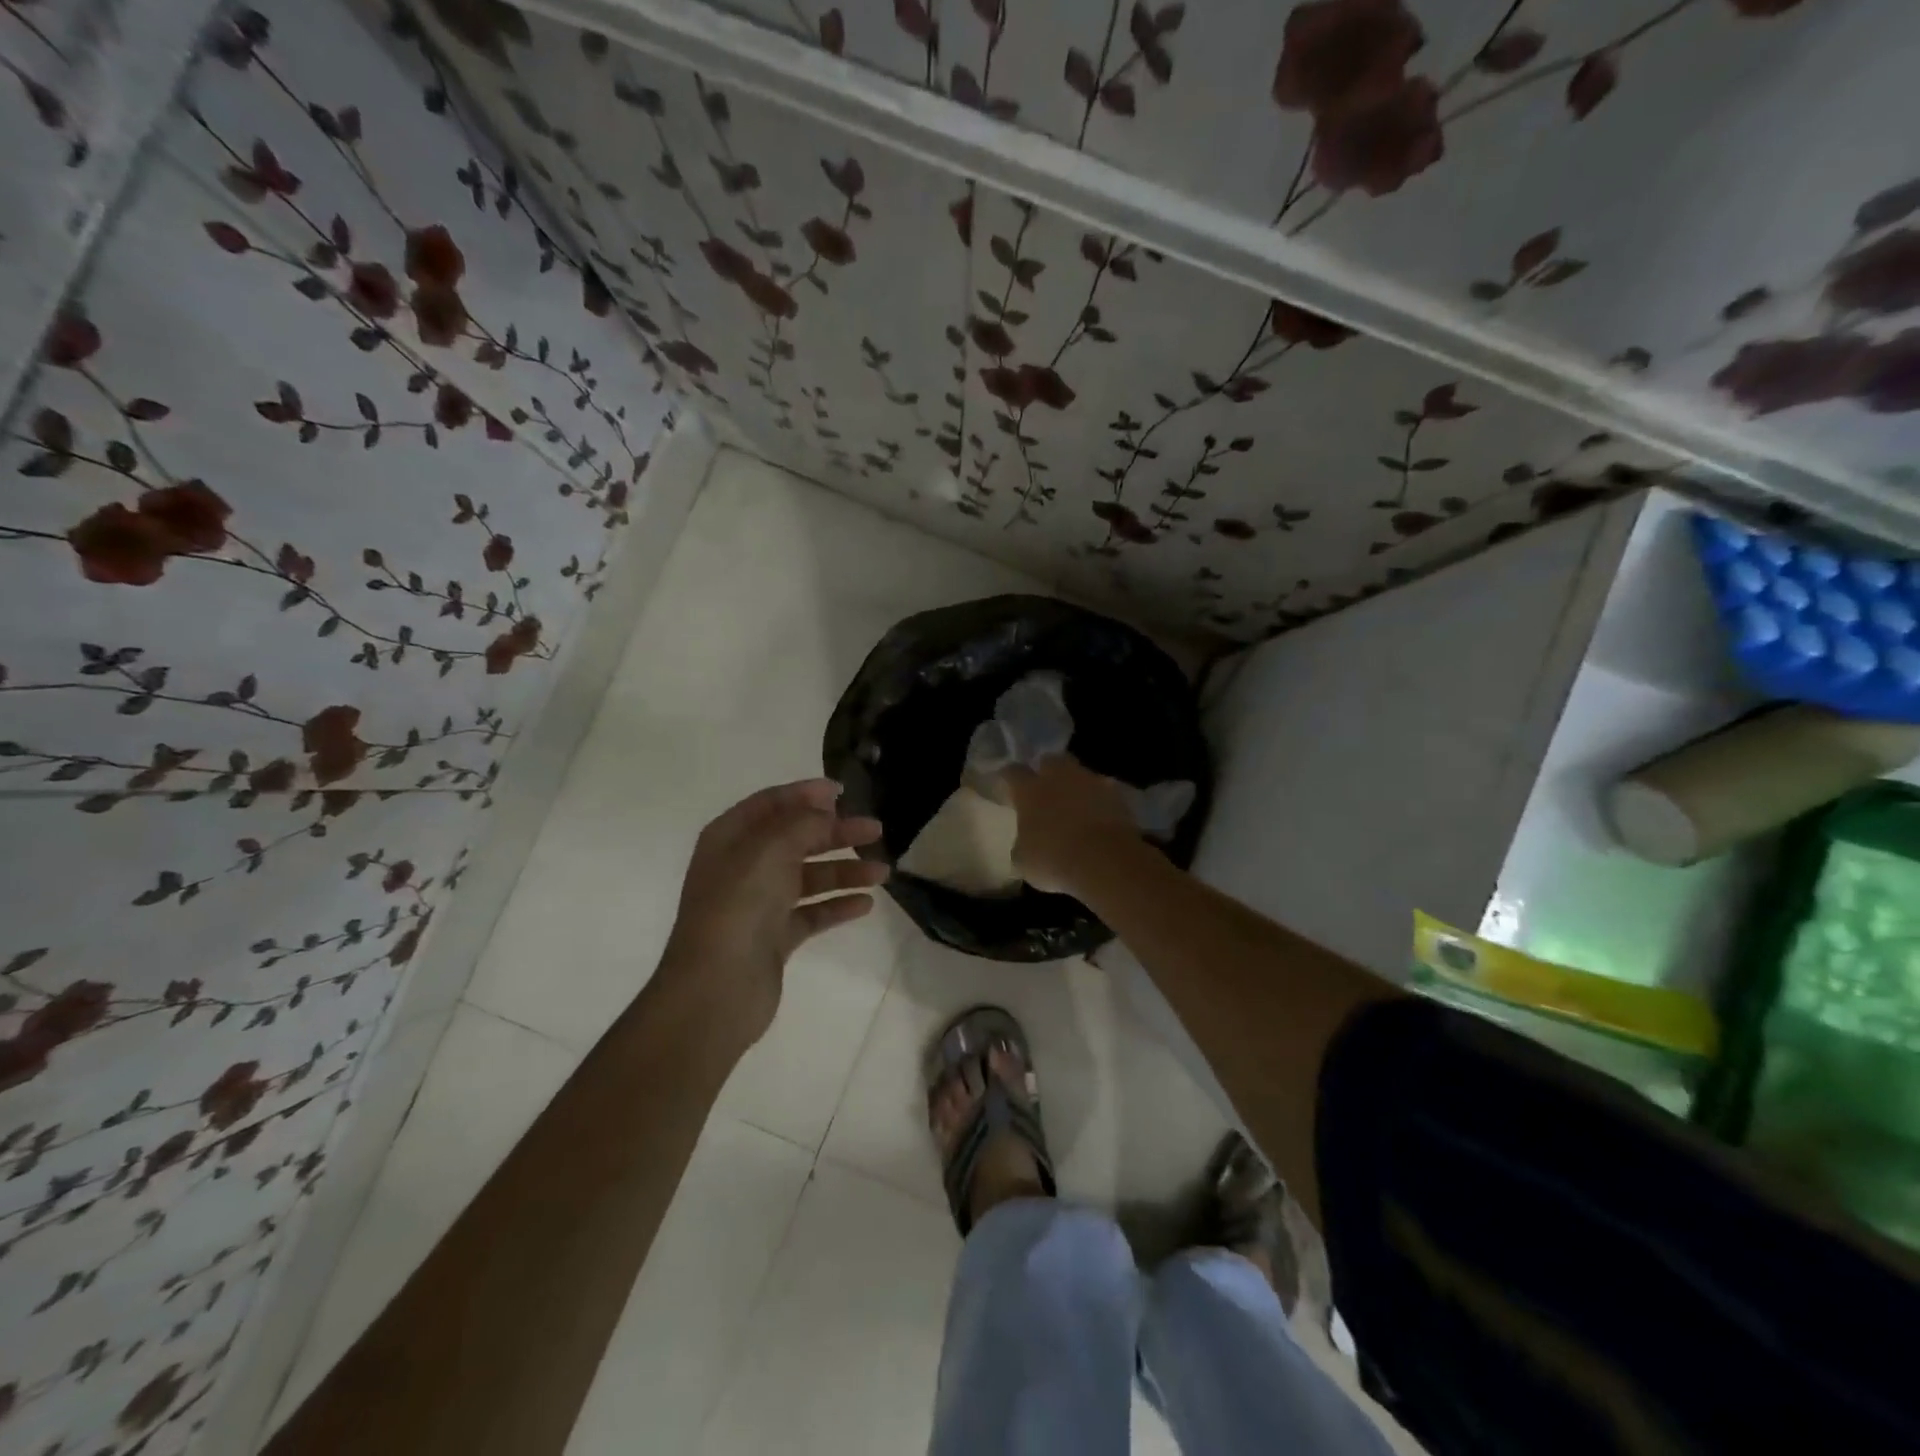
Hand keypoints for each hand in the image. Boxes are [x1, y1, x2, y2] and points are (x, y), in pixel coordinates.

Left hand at [659, 779, 886, 1050]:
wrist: (717, 988)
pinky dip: (837, 906)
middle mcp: (743, 867)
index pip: (771, 804)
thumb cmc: (739, 905)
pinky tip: (866, 904)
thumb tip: (825, 809)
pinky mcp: (774, 937)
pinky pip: (812, 913)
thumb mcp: (771, 849)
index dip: (805, 793)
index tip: (843, 792)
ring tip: (883, 873)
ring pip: (808, 877)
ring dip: (844, 871)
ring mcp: (758, 904)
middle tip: (875, 830)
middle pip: (795, 839)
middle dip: (835, 833)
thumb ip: (803, 823)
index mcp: (730, 838)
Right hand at [1002, 754, 1139, 895]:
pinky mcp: (1118, 795)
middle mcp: (1059, 777)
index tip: (1007, 785)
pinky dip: (1100, 802)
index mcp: (1030, 790)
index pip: (1013, 772)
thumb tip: (1025, 842)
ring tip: (1075, 806)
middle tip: (1045, 789)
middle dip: (1046, 771)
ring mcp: (1091, 782)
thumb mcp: (1024, 860)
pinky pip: (1104, 793)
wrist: (1106, 861)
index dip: (1008, 777)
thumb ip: (1022, 844)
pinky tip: (1098, 819)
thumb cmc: (1054, 859)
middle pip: (1050, 761)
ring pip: (1080, 774)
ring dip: (1076, 786)